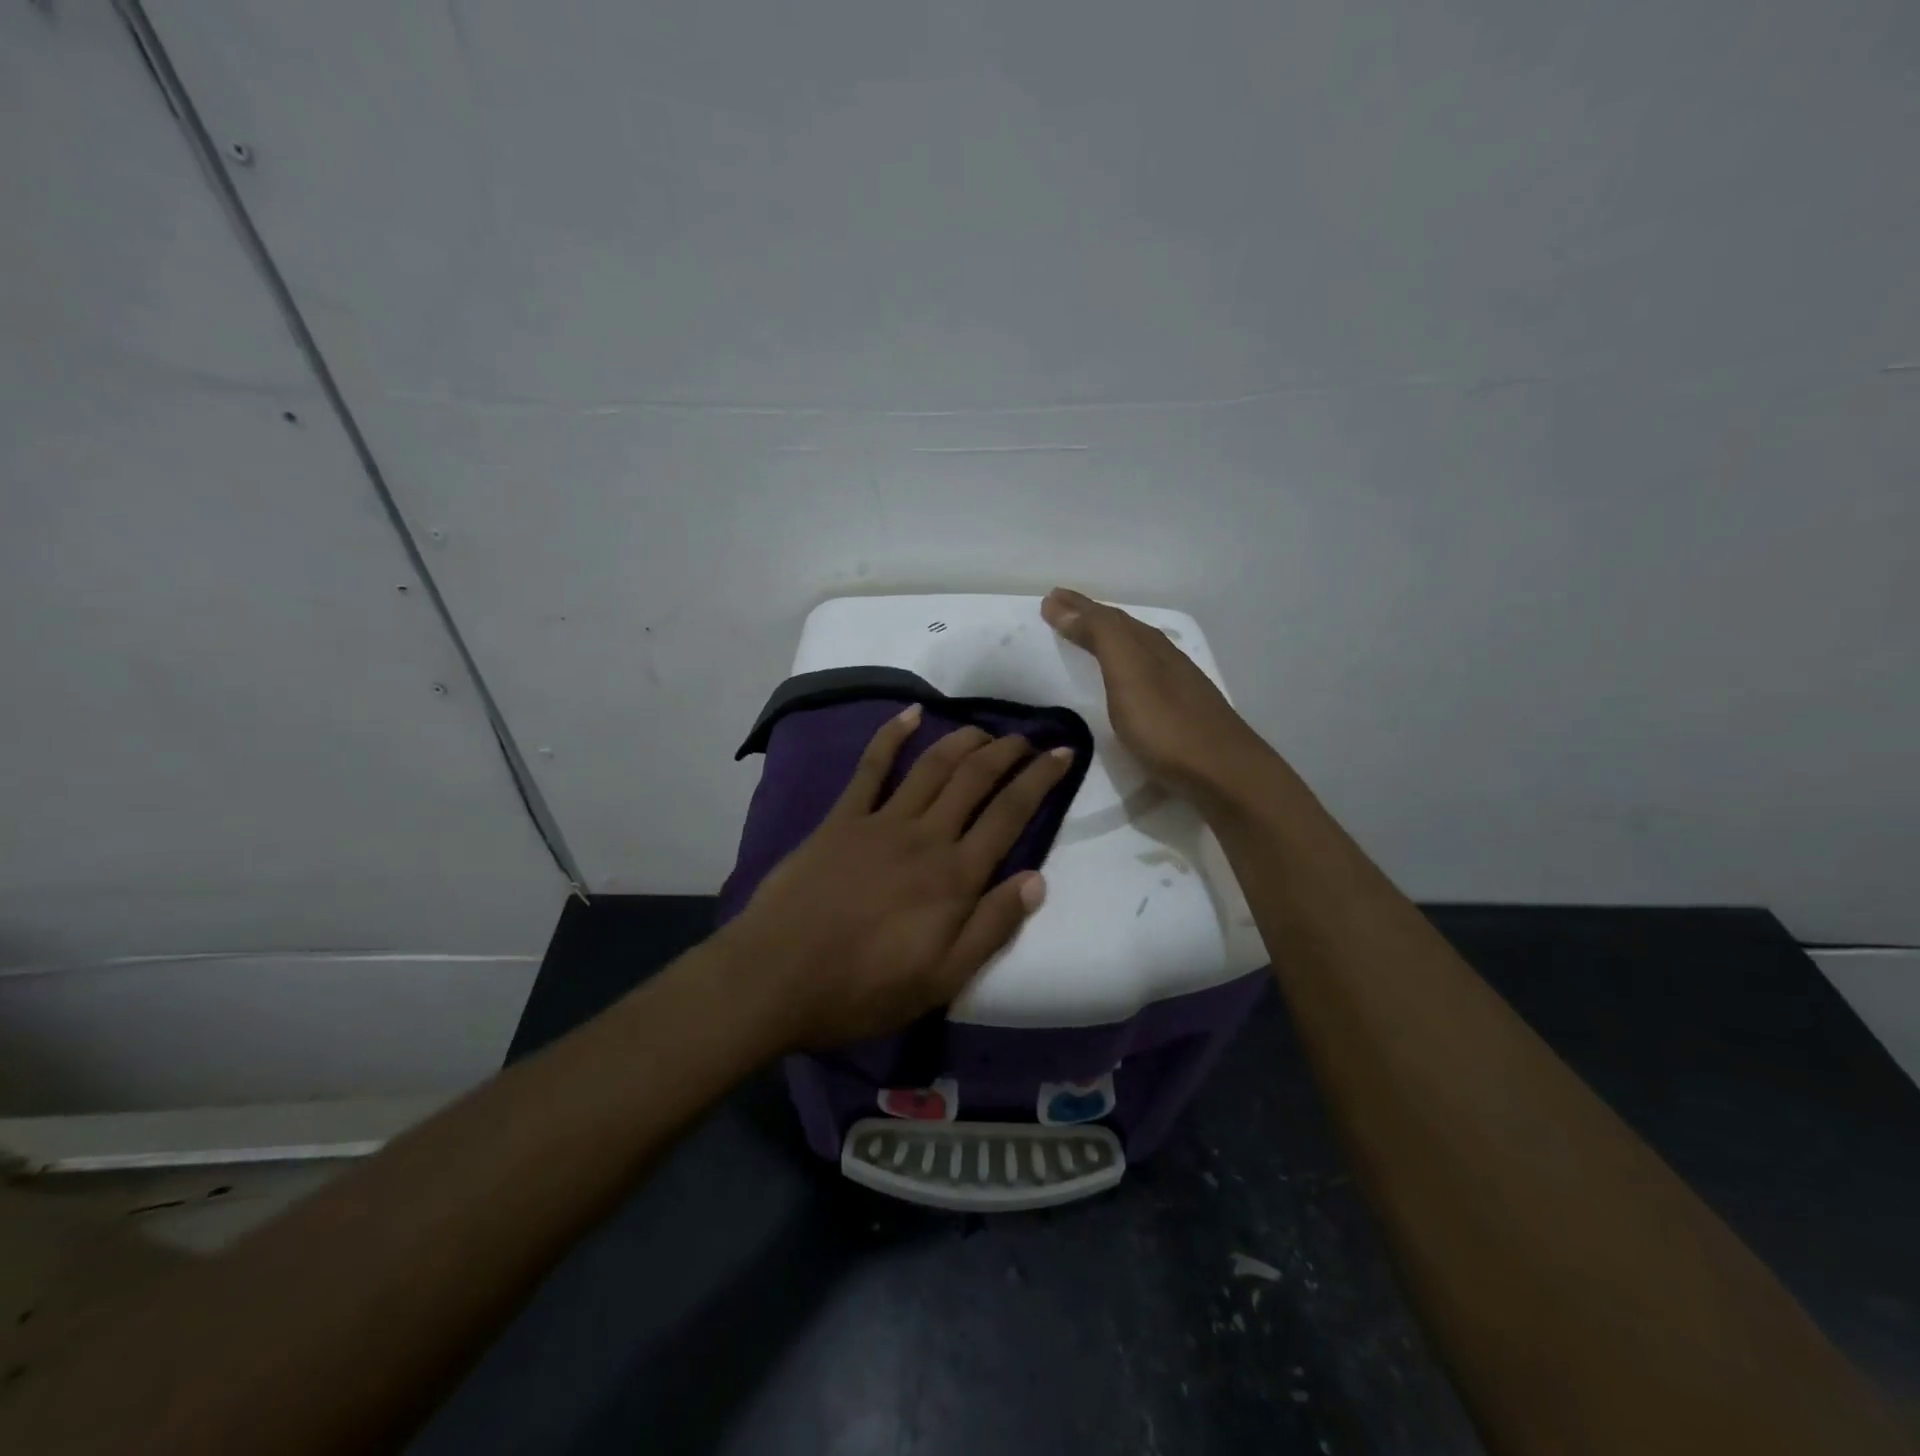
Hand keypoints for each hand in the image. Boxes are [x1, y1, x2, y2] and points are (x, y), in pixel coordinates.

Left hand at [722, 704, 1072, 1049]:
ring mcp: (881, 821)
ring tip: (987, 729)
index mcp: (955, 876)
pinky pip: (871, 767)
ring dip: (964, 740)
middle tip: (1028, 738)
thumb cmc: (863, 988)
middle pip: (976, 778)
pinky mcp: (842, 818)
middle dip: (1007, 751)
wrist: (776, 977)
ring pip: (933, 765)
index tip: (1063, 753)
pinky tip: (910, 713)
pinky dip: (891, 735)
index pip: (1011, 814)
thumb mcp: (941, 979)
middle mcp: (926, 836)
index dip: (1041, 779)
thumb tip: (1037, 880)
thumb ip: (991, 927)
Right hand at [1041, 587, 1273, 802]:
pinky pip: (1143, 675)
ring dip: (1108, 639)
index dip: (1077, 606)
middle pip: (1124, 629)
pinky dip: (1123, 665)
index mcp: (1149, 646)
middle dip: (1090, 616)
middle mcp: (1165, 658)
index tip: (1048, 598)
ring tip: (1085, 637)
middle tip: (1059, 609)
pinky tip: (1124, 680)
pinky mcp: (1181, 713)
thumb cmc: (1167, 725)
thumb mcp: (1128, 673)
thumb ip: (1099, 637)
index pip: (1108, 617)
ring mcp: (1177, 686)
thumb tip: (1061, 603)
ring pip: (1136, 650)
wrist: (1223, 774)